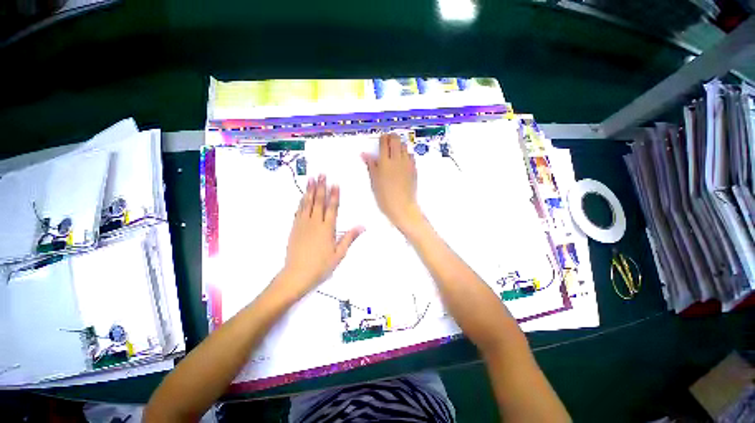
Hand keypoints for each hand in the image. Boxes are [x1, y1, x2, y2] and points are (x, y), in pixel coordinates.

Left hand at [279, 175, 362, 297]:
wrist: (296, 275)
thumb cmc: (321, 265)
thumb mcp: (339, 254)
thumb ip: (349, 238)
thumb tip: (362, 226)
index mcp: (327, 228)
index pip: (332, 208)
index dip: (334, 195)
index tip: (335, 183)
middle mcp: (314, 223)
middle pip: (318, 201)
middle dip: (321, 187)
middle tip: (321, 174)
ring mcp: (303, 224)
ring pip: (307, 204)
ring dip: (310, 191)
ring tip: (311, 179)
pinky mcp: (295, 228)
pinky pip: (299, 211)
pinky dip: (301, 202)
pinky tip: (302, 196)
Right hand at [362, 133, 423, 232]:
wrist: (402, 207)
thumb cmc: (384, 197)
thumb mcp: (374, 181)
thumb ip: (371, 166)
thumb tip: (364, 154)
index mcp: (385, 162)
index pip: (384, 142)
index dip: (382, 138)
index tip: (381, 141)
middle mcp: (397, 159)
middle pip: (396, 139)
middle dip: (391, 138)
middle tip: (387, 143)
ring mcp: (407, 163)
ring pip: (405, 145)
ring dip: (399, 145)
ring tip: (395, 152)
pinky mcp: (414, 169)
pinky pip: (411, 155)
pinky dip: (406, 154)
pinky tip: (402, 161)